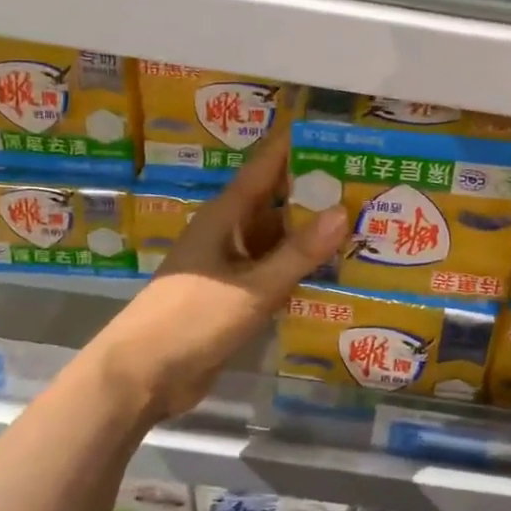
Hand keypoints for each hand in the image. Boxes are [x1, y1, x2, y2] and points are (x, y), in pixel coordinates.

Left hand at [89, 132, 347, 422]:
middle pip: (279, 203)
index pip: (266, 168)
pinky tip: (337, 272)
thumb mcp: (253, 287)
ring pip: (280, 240)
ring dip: (313, 235)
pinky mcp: (236, 296)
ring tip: (363, 225)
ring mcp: (233, 266)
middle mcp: (230, 233)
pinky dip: (302, 269)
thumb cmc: (193, 319)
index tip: (336, 134)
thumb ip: (298, 253)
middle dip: (318, 194)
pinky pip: (276, 272)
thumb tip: (343, 211)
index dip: (297, 147)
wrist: (143, 376)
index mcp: (226, 216)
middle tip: (367, 185)